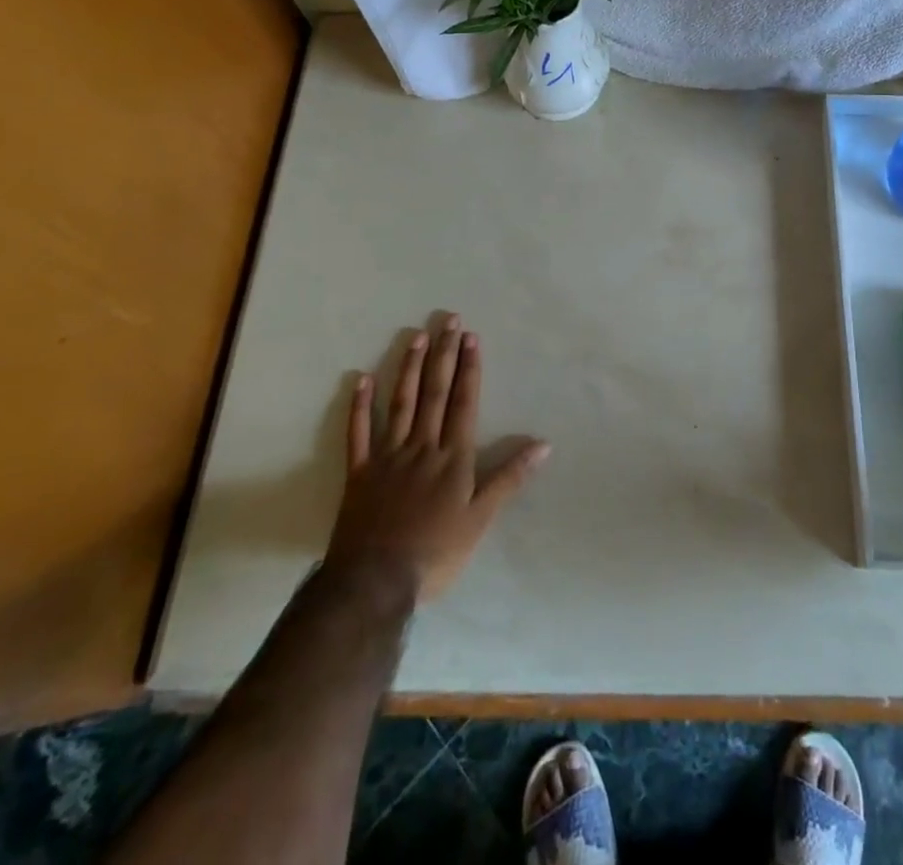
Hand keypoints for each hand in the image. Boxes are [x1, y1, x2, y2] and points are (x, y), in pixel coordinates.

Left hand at [326, 314, 548, 601]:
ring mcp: (388, 456)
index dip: (469, 368)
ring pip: (400, 403)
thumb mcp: (481, 519)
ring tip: (416, 336)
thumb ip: (509, 478)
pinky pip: (358, 433)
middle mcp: (421, 446)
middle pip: (435, 393)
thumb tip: (544, 445)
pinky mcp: (360, 472)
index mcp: (452, 457)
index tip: (471, 337)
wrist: (375, 582)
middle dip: (444, 355)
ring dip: (409, 368)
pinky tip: (361, 379)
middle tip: (448, 320)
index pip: (464, 402)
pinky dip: (359, 405)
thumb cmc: (436, 552)